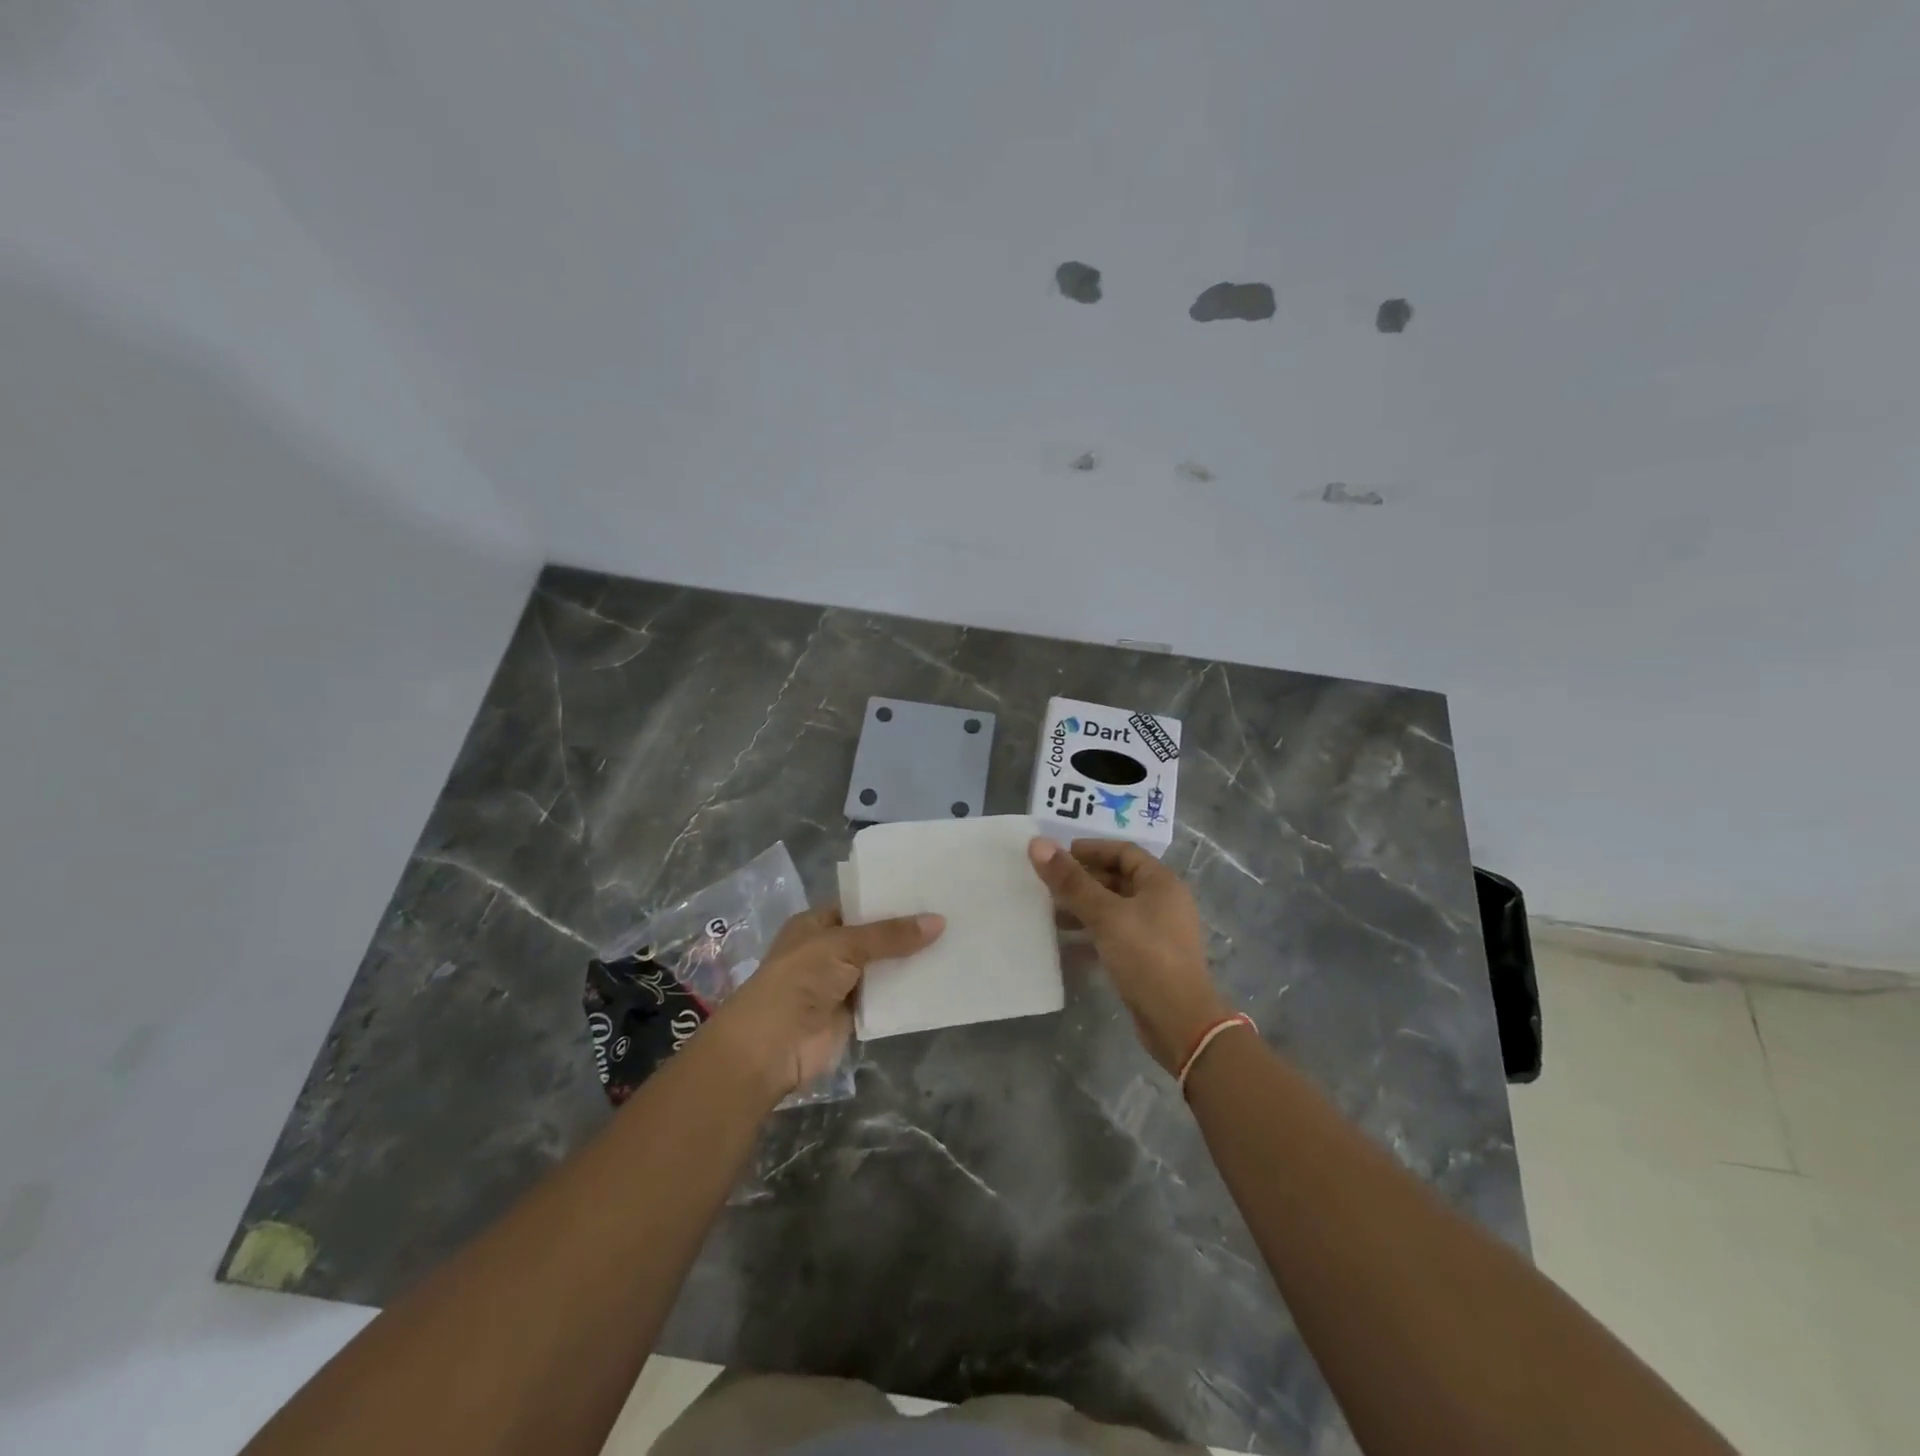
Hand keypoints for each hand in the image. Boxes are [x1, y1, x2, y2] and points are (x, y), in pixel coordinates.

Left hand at [702, 906, 943, 1102]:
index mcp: (817, 924)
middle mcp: (829, 951)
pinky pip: (887, 998)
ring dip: (911, 961)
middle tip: (952, 913)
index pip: (859, 904)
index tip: (928, 889)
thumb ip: (890, 935)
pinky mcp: (855, 1015)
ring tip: (956, 941)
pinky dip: (909, 992)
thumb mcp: (843, 946)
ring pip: (884, 967)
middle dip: (907, 930)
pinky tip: (942, 979)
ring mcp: (842, 984)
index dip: (890, 898)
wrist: (772, 1047)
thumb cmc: (799, 980)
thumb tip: (939, 921)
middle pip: (875, 937)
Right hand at [1029, 838, 1230, 1072]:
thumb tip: (1038, 843)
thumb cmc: (1146, 957)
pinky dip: (1092, 934)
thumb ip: (1071, 881)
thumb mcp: (1106, 915)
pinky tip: (1067, 944)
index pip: (1123, 852)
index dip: (1090, 850)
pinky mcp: (1148, 958)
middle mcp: (1162, 902)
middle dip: (1083, 881)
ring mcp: (1157, 932)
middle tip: (1048, 886)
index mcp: (1161, 883)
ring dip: (1084, 908)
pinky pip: (1115, 935)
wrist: (1180, 1022)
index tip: (1058, 855)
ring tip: (1051, 915)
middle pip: (1117, 879)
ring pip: (1114, 909)